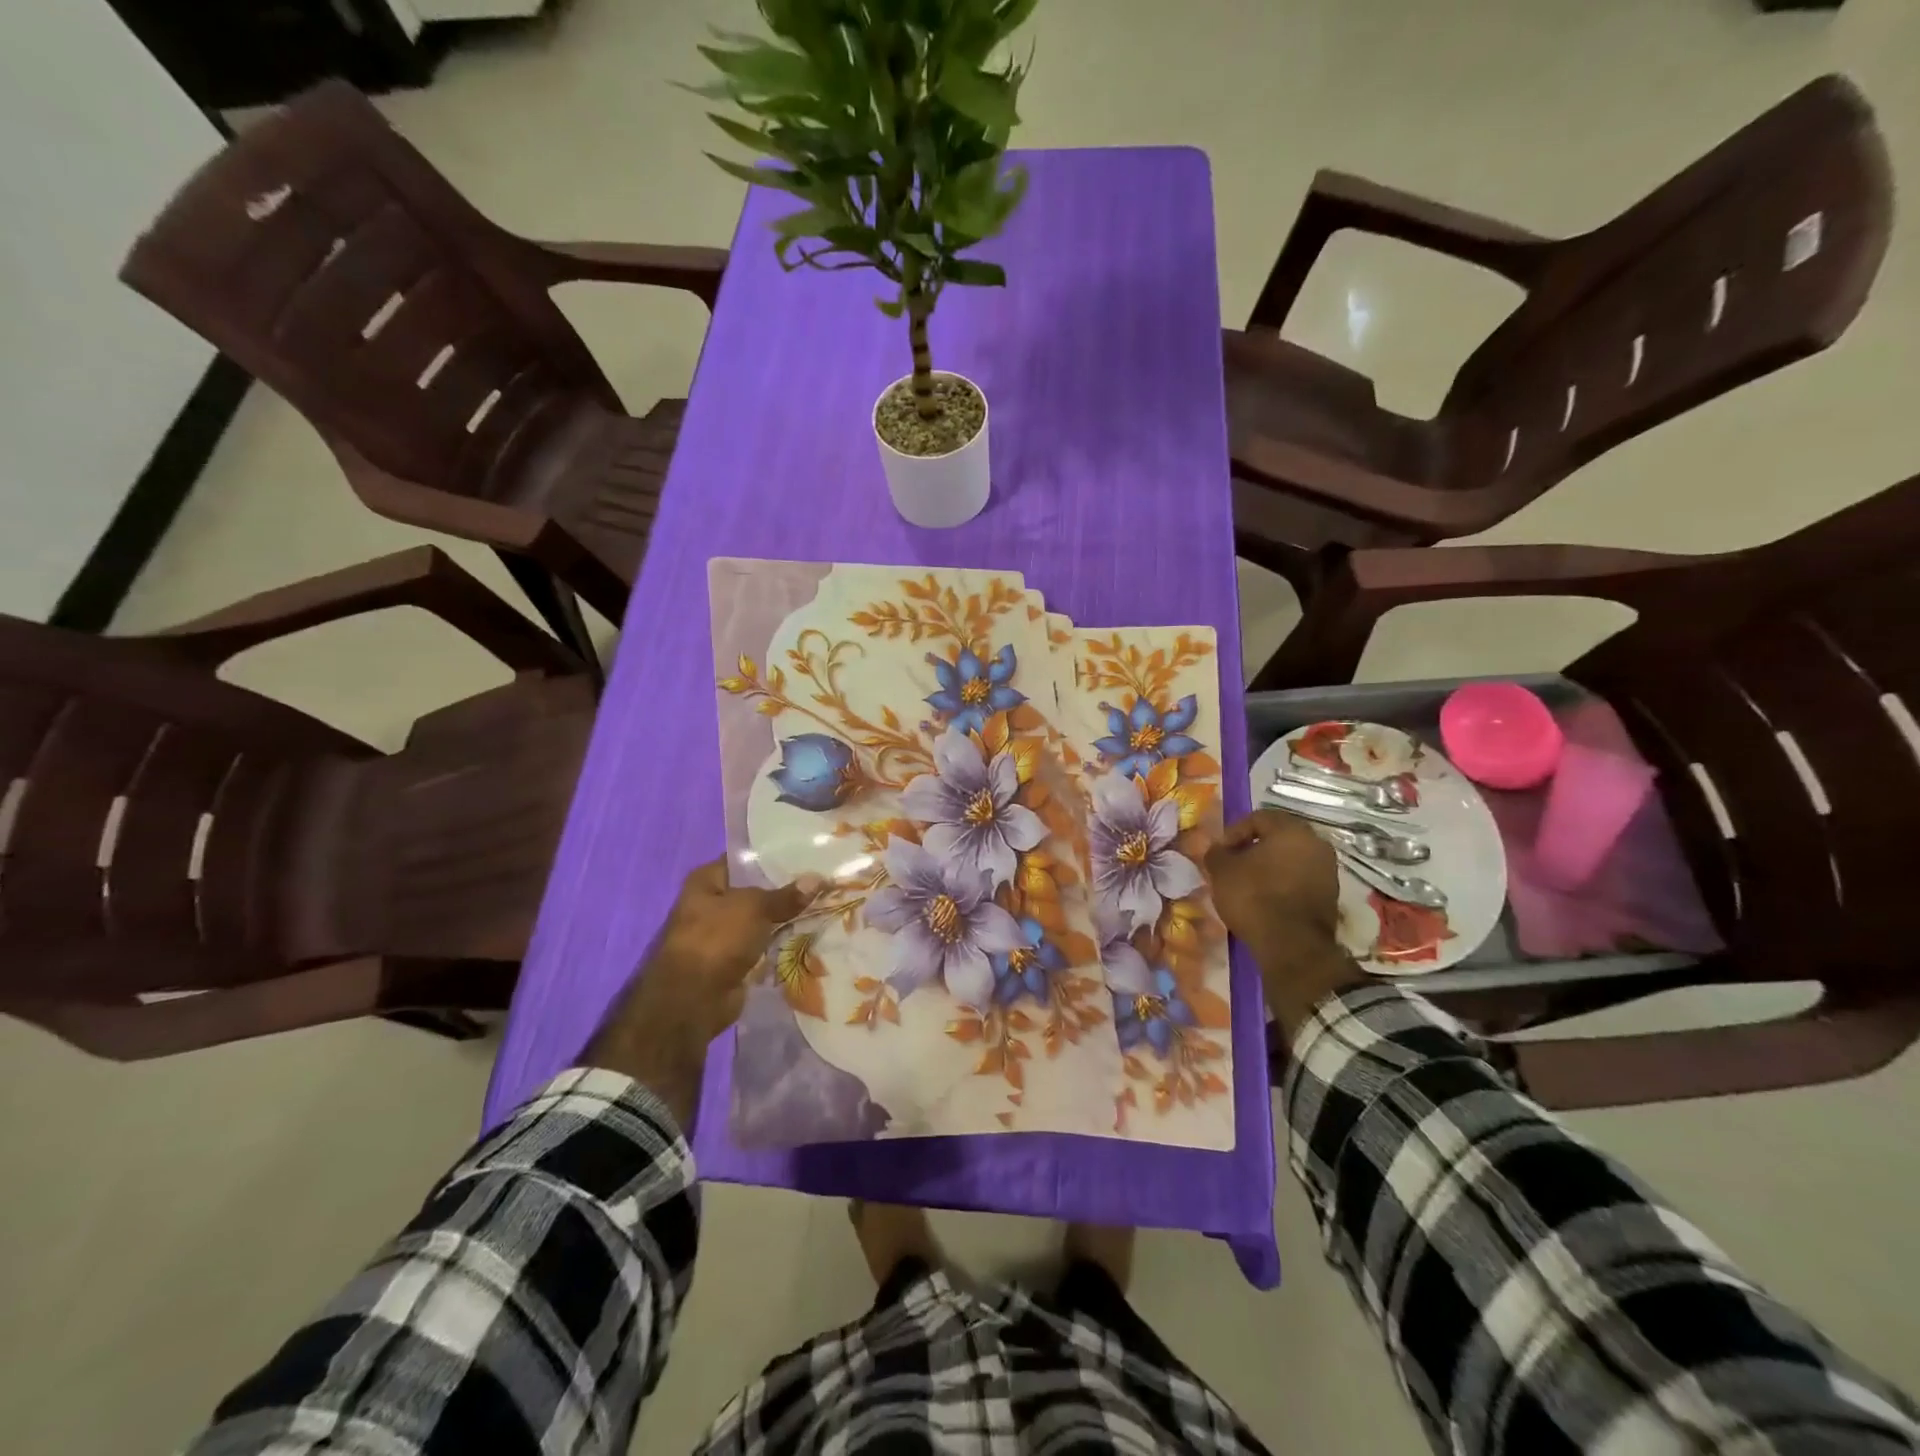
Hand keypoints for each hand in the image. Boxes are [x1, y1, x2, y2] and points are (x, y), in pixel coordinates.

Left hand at [584, 858, 820, 1128]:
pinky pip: (765, 943)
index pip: (745, 859)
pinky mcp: (735, 959)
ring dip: (788, 917)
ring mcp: (723, 933)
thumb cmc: (716, 939)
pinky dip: (783, 941)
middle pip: (757, 890)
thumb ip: (786, 895)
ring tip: (826, 903)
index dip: (775, 855)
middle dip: (787, 888)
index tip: (807, 854)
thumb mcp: (754, 908)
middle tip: (824, 879)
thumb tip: (819, 879)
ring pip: (763, 918)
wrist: (693, 1000)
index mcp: (707, 880)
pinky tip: (813, 933)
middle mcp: (713, 903)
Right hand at [1205, 811, 1362, 1035]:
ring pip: (1291, 859)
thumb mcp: (1222, 871)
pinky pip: (1301, 879)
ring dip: (1270, 867)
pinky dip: (1283, 883)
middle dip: (1254, 849)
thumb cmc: (1254, 897)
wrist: (1292, 945)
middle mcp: (1316, 844)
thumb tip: (1217, 849)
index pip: (1259, 817)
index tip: (1220, 851)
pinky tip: (1266, 899)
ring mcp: (1328, 871)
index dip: (1234, 832)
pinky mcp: (1331, 896)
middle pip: (1278, 838)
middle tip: (1233, 864)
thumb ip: (1216, 853)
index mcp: (1292, 830)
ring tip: (1247, 884)